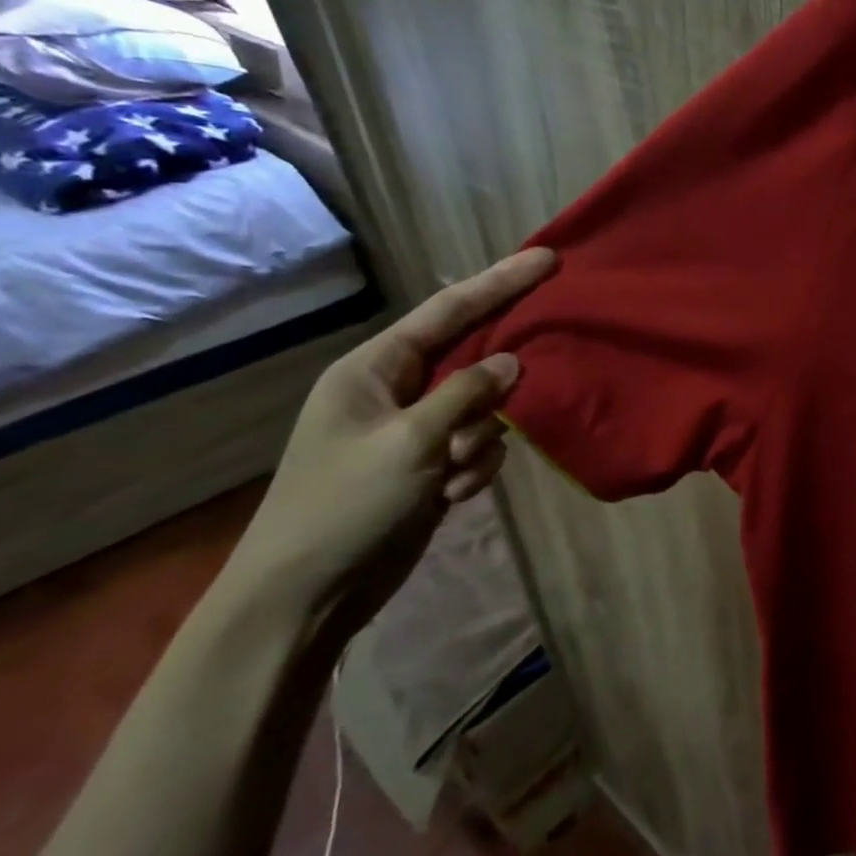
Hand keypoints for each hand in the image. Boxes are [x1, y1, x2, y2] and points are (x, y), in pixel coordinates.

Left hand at [228, 247, 557, 633]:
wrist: (306, 596)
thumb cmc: (345, 506)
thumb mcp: (411, 442)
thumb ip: (467, 394)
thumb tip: (512, 361)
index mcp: (373, 370)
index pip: (448, 312)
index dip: (500, 282)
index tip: (549, 259)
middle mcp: (394, 391)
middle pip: (471, 357)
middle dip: (501, 373)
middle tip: (548, 356)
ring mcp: (414, 431)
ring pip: (484, 409)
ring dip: (480, 441)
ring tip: (450, 475)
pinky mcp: (429, 466)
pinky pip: (479, 447)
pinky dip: (473, 469)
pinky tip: (448, 496)